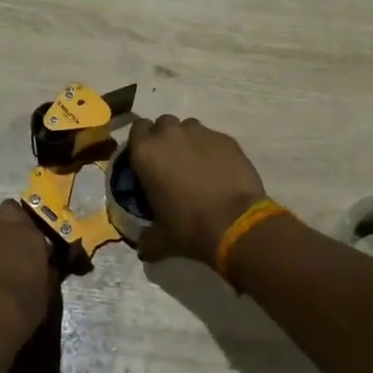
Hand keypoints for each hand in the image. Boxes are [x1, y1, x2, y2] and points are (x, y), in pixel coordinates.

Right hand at [126, 116, 268, 265]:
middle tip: (171, 162)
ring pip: (189, 127)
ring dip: (189, 141)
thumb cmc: (189, 227)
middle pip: (163, 124)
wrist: (235, 223)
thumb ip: (147, 238)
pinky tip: (218, 170)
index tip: (147, 159)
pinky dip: (212, 149)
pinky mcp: (226, 138)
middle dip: (165, 138)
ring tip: (196, 164)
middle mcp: (170, 134)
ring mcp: (201, 133)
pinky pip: (213, 138)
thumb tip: (143, 248)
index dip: (141, 142)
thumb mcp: (160, 238)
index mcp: (146, 152)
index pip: (137, 129)